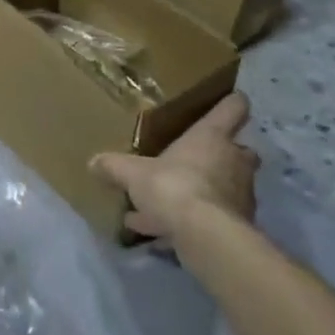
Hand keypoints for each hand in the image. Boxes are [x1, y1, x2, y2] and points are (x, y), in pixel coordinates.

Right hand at [92, 91, 257, 245]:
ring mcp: (240, 194)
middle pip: (241, 150)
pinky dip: (193, 221)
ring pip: (226, 186)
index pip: (232, 109)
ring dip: (203, 191)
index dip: (232, 103)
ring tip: (168, 204)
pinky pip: (212, 217)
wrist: (204, 235)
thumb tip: (93, 162)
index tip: (232, 99)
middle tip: (198, 159)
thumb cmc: (172, 186)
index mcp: (211, 137)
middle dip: (224, 154)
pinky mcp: (238, 225)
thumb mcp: (132, 173)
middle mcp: (233, 161)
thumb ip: (114, 166)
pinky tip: (162, 233)